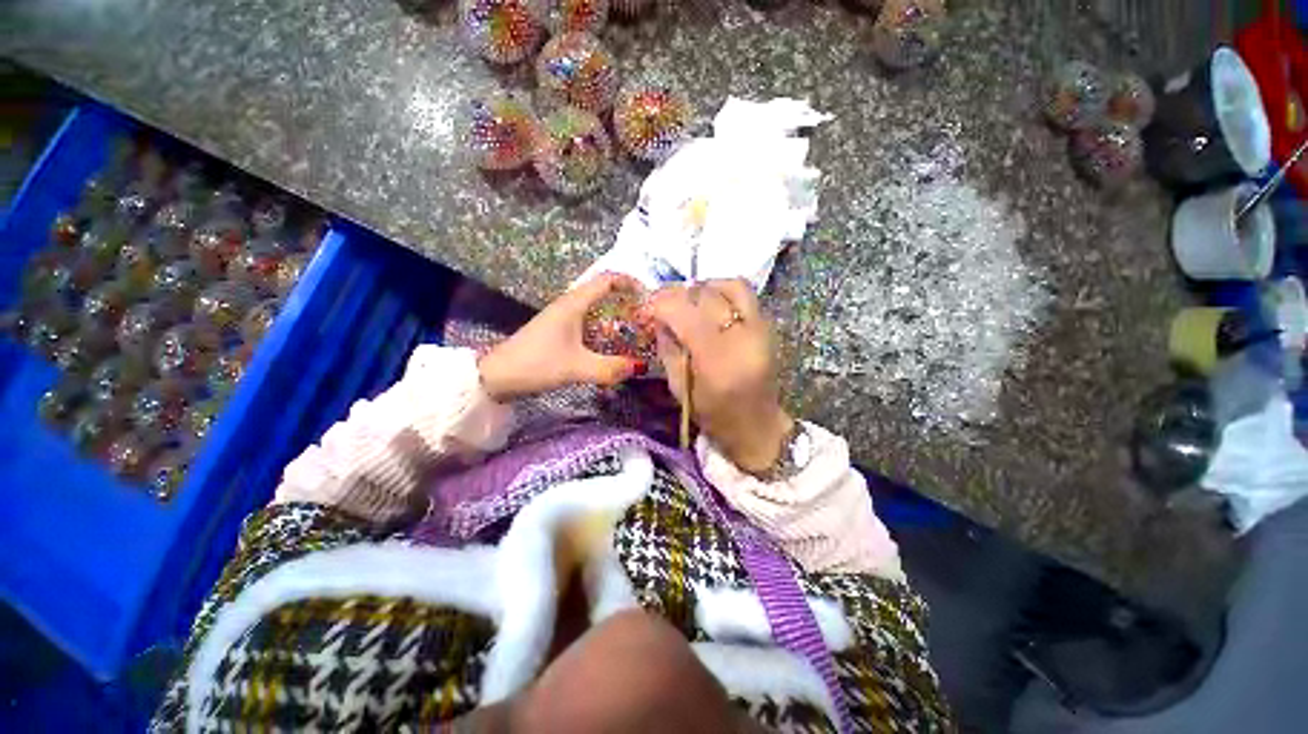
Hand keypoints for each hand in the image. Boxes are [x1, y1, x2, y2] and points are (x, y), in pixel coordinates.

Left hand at [479, 273, 646, 400]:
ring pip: (597, 309)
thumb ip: (610, 368)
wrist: (497, 377)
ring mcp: (563, 318)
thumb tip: (640, 367)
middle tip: (646, 320)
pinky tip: (612, 346)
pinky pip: (589, 323)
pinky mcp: (559, 332)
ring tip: (636, 333)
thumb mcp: (576, 368)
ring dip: (616, 317)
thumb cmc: (536, 364)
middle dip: (627, 302)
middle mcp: (569, 305)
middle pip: (604, 293)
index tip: (648, 297)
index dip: (629, 282)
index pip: (606, 279)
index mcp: (573, 304)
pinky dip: (605, 329)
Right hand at [644, 279, 793, 473]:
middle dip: (678, 294)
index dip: (663, 304)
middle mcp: (743, 339)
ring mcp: (761, 330)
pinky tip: (710, 305)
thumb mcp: (679, 388)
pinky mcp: (768, 326)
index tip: (648, 306)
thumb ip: (668, 348)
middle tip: (663, 302)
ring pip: (730, 286)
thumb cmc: (714, 415)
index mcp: (718, 363)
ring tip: (689, 301)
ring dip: (703, 288)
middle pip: (707, 297)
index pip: (687, 316)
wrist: (757, 425)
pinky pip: (744, 294)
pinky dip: (722, 291)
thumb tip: (658, 317)